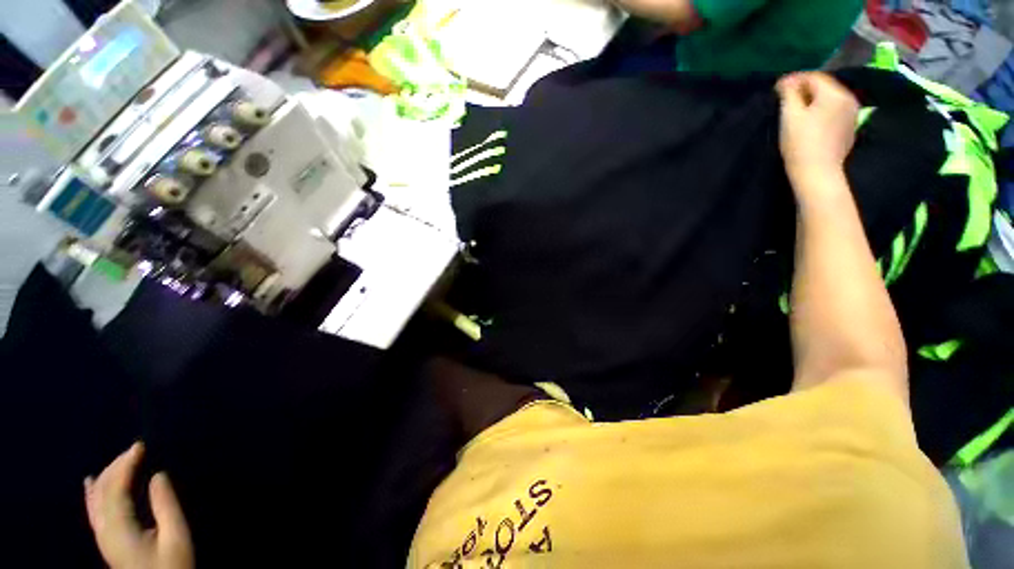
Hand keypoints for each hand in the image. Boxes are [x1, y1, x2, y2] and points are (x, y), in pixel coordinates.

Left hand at [84, 443, 193, 568]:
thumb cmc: (172, 565)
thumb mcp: (176, 537)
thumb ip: (166, 505)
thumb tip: (157, 475)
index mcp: (119, 529)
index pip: (115, 488)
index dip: (126, 464)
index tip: (141, 445)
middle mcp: (104, 530)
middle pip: (101, 491)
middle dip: (116, 466)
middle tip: (135, 448)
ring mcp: (102, 536)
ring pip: (95, 499)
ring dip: (107, 475)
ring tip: (121, 459)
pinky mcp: (106, 540)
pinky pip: (93, 510)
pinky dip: (92, 492)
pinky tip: (89, 482)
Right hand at [776, 72, 859, 196]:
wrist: (818, 172)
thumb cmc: (801, 143)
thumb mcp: (790, 116)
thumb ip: (789, 94)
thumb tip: (786, 81)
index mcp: (834, 93)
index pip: (813, 77)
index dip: (794, 80)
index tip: (777, 88)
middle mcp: (848, 98)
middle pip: (824, 86)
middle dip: (805, 89)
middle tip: (785, 98)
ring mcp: (852, 113)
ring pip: (830, 98)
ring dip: (814, 100)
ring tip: (797, 109)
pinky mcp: (850, 127)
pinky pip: (835, 111)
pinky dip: (822, 110)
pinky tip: (810, 121)